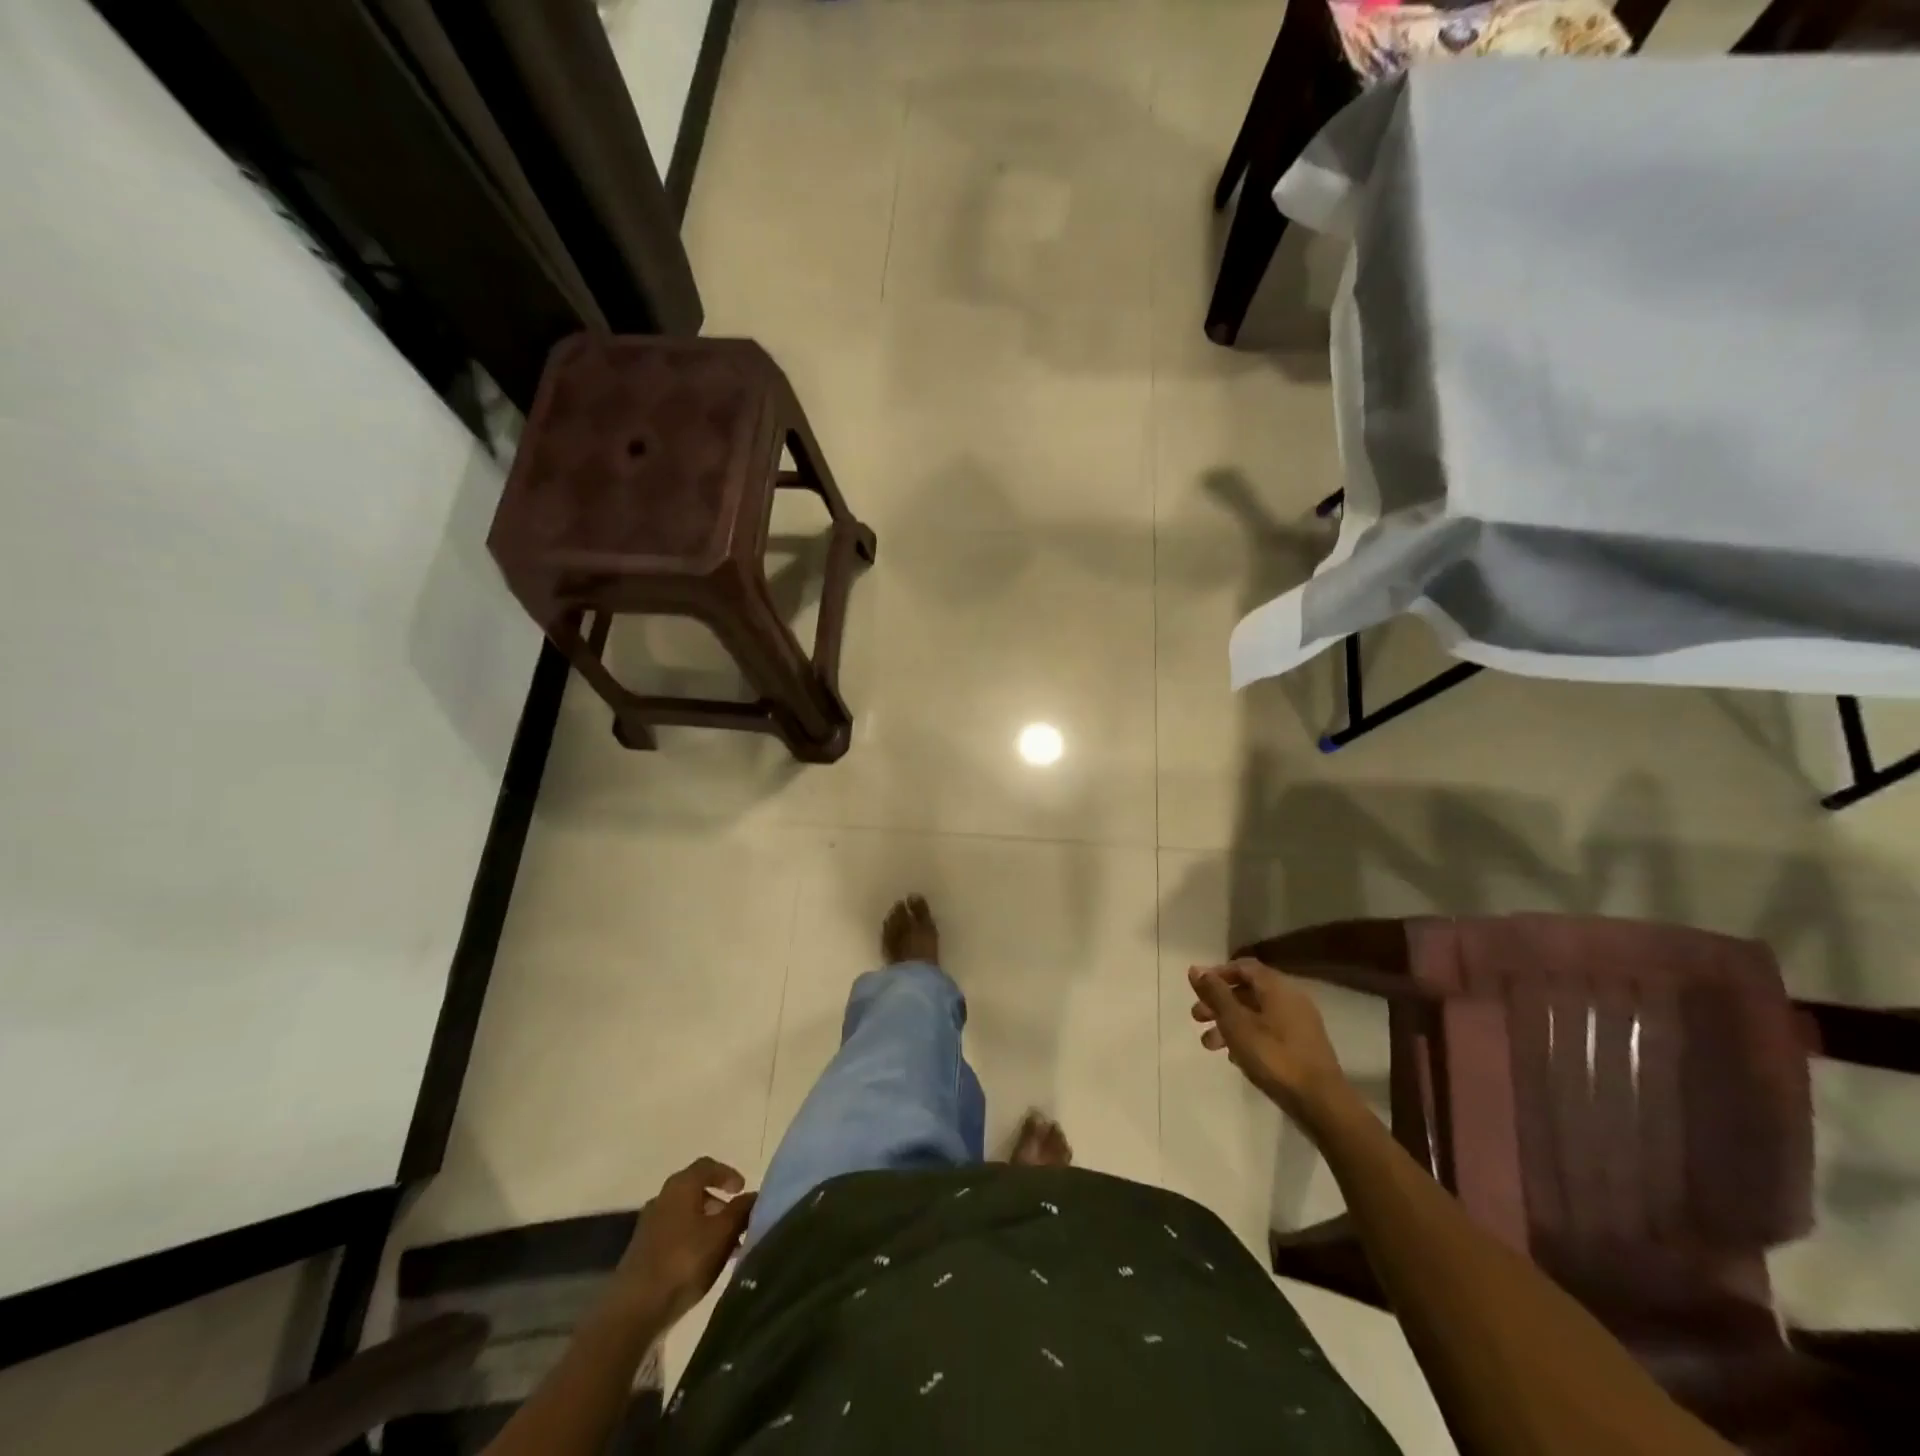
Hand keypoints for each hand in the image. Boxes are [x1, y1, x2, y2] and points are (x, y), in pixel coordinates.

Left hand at [616, 1158, 757, 1325]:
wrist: (634, 1309)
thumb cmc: (683, 1261)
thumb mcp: (722, 1234)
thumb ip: (740, 1211)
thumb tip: (753, 1195)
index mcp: (681, 1186)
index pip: (707, 1166)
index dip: (727, 1174)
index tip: (742, 1189)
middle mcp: (662, 1198)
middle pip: (695, 1190)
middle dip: (718, 1202)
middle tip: (736, 1219)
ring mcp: (649, 1226)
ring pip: (685, 1215)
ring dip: (706, 1224)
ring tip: (725, 1246)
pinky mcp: (642, 1252)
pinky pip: (674, 1235)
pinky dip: (692, 1240)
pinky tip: (703, 1262)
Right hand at [1188, 960, 1350, 1123]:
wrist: (1322, 1104)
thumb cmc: (1274, 1058)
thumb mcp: (1236, 1024)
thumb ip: (1215, 994)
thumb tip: (1196, 968)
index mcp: (1277, 987)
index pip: (1243, 966)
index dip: (1217, 974)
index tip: (1197, 990)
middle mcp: (1291, 998)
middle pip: (1248, 991)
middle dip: (1219, 1003)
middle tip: (1197, 1018)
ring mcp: (1300, 1023)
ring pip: (1256, 1013)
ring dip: (1229, 1023)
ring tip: (1210, 1045)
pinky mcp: (1303, 1046)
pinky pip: (1269, 1030)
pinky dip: (1248, 1036)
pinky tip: (1235, 1057)